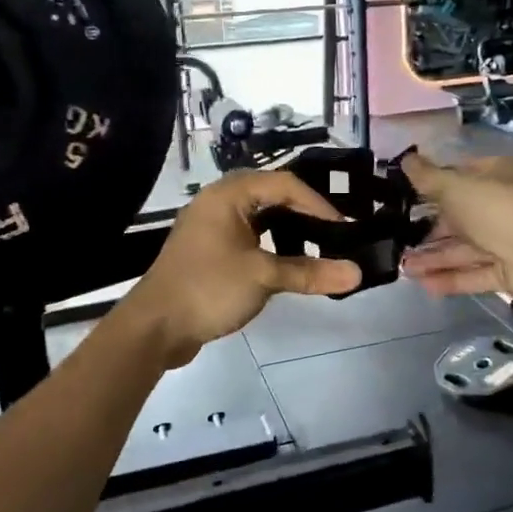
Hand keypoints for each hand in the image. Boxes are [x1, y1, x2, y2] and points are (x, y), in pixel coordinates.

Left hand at [123, 170, 361, 367]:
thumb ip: (310, 272)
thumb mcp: (263, 277)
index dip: (317, 203)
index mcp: (228, 195)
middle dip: (305, 213)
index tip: (343, 229)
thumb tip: (357, 273)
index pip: (284, 184)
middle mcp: (218, 202)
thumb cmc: (209, 288)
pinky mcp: (208, 251)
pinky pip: (248, 237)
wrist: (155, 327)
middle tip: (334, 234)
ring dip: (288, 230)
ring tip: (317, 247)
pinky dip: (271, 245)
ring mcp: (210, 227)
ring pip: (259, 218)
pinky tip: (287, 264)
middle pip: (271, 196)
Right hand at [396, 153, 512, 308]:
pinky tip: (423, 284)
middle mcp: (505, 206)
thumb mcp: (455, 186)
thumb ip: (427, 177)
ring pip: (465, 249)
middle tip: (398, 240)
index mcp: (500, 175)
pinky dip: (451, 278)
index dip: (434, 185)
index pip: (462, 175)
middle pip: (462, 217)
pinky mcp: (510, 273)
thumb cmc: (499, 209)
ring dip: (435, 258)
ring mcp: (509, 241)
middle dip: (429, 230)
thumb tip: (405, 158)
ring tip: (403, 268)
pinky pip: (474, 274)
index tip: (405, 197)